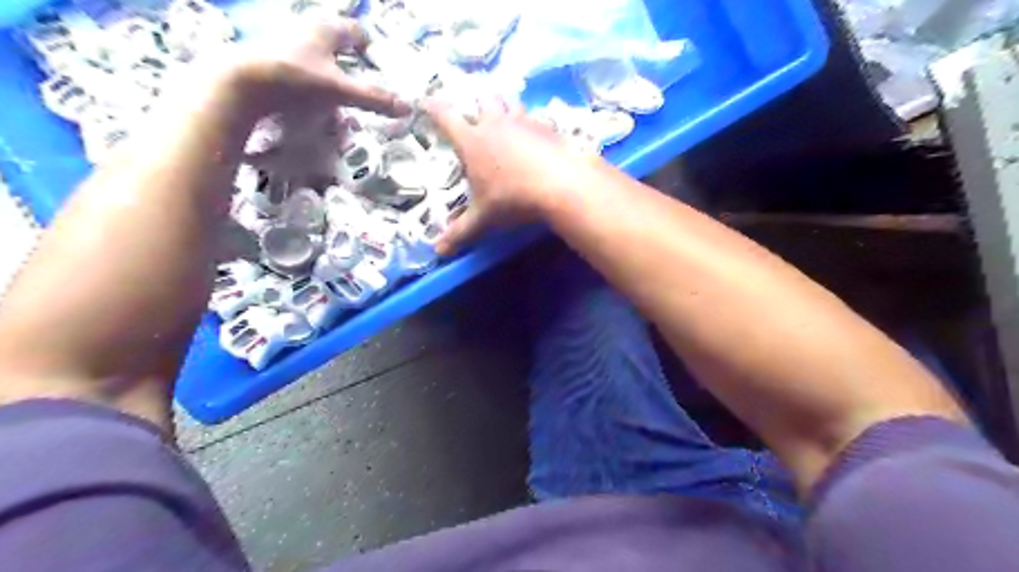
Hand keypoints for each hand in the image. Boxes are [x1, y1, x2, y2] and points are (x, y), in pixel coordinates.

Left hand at [224, 15, 410, 116]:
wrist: (239, 84)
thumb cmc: (294, 78)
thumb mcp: (340, 90)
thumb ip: (374, 98)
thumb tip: (408, 107)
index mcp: (326, 28)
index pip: (358, 32)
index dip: (372, 50)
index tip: (380, 71)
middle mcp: (306, 29)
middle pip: (338, 44)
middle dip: (353, 66)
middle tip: (363, 89)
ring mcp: (287, 42)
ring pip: (320, 57)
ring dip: (333, 76)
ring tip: (340, 101)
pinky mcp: (272, 59)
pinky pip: (302, 68)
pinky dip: (313, 83)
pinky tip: (313, 102)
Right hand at [425, 98, 601, 255]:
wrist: (560, 185)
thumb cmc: (513, 199)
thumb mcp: (484, 219)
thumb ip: (460, 232)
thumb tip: (437, 251)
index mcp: (472, 142)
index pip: (445, 117)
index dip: (432, 107)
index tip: (425, 101)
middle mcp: (495, 124)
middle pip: (482, 102)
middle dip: (478, 107)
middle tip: (479, 119)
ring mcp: (522, 121)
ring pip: (510, 103)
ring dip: (506, 109)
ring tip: (507, 121)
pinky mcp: (546, 126)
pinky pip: (535, 117)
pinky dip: (532, 123)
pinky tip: (537, 137)